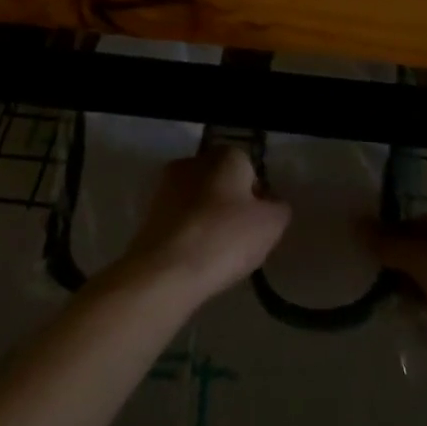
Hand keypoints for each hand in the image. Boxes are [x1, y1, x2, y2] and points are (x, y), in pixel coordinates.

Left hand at [115, 145, 289, 306]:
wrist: (166, 270)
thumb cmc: (225, 238)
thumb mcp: (272, 224)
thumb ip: (278, 207)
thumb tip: (271, 204)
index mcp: (225, 155)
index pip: (250, 170)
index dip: (257, 198)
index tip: (259, 225)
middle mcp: (193, 161)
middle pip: (221, 182)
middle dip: (230, 205)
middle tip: (240, 239)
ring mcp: (165, 185)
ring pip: (198, 200)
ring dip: (207, 219)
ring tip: (216, 253)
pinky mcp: (147, 212)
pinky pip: (179, 219)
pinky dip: (188, 233)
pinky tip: (194, 257)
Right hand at [365, 202, 426, 389]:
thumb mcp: (426, 258)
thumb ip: (389, 243)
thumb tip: (355, 224)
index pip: (422, 218)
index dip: (397, 234)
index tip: (375, 254)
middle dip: (404, 271)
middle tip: (383, 286)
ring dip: (417, 298)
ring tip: (401, 312)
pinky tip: (423, 332)